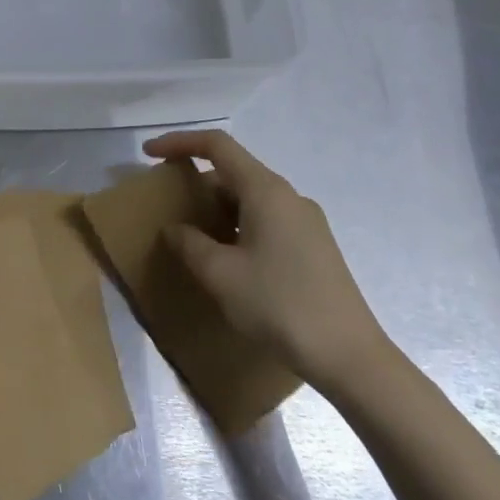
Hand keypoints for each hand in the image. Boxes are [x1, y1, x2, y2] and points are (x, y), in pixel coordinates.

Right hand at [145, 130, 396, 397]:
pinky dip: (237, 225)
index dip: (179, 142)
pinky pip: (266, 219)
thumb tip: (175, 229)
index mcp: (266, 190)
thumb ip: (190, 244)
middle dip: (196, 182)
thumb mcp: (221, 275)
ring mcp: (305, 221)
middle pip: (234, 171)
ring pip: (250, 198)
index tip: (148, 154)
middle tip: (168, 204)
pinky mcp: (314, 246)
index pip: (217, 145)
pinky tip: (228, 259)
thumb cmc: (280, 305)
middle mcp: (288, 196)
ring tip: (192, 235)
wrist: (350, 357)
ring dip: (217, 208)